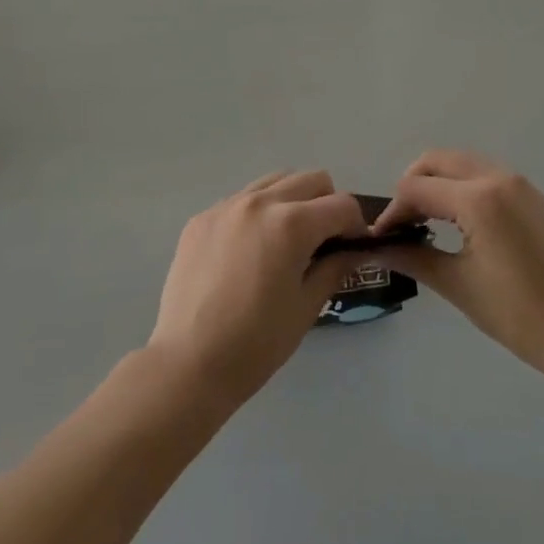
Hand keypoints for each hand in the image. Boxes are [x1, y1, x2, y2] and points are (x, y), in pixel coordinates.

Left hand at [148, 170, 370, 405]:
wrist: (188, 364)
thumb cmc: (256, 343)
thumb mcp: (307, 307)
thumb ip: (334, 267)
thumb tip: (354, 250)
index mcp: (291, 223)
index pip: (342, 204)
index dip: (356, 226)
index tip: (353, 248)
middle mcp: (259, 202)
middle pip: (311, 180)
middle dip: (326, 205)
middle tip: (323, 242)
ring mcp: (226, 206)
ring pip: (274, 182)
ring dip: (292, 201)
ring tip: (286, 241)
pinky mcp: (201, 218)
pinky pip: (241, 200)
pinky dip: (257, 213)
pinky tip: (249, 252)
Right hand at [375, 151, 543, 375]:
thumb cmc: (516, 312)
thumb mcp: (458, 284)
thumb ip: (413, 257)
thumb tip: (376, 248)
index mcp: (478, 198)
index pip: (417, 188)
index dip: (393, 211)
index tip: (381, 238)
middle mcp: (498, 177)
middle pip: (438, 160)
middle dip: (413, 185)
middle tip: (402, 222)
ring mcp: (520, 184)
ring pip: (463, 163)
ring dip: (438, 182)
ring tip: (426, 220)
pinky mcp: (532, 196)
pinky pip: (486, 174)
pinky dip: (463, 186)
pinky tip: (459, 221)